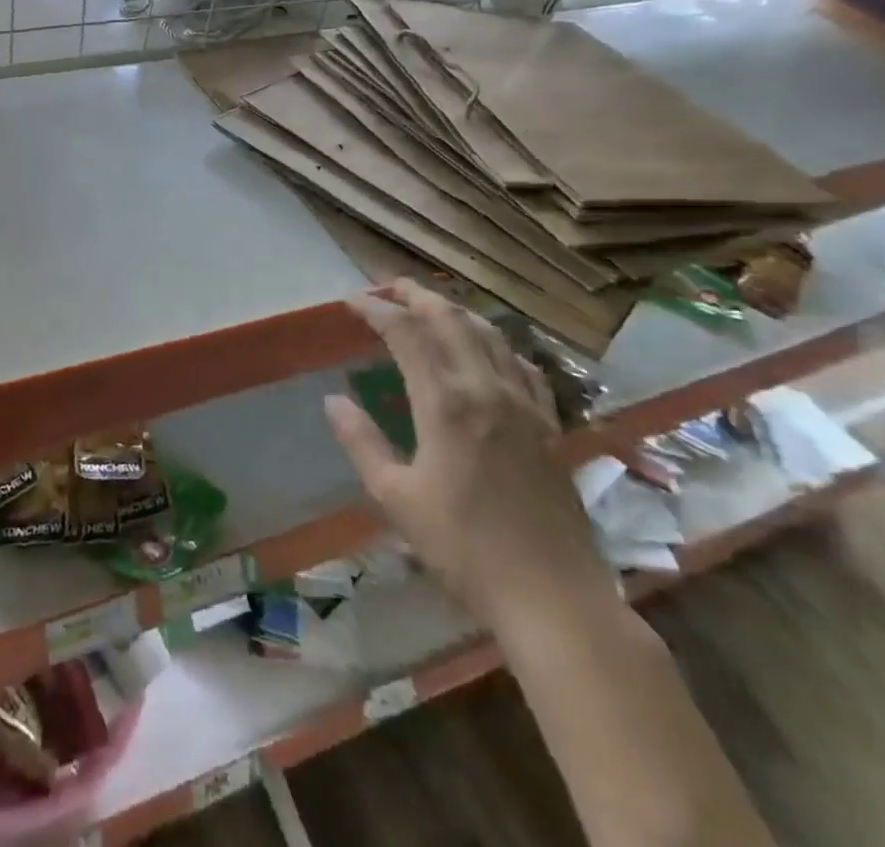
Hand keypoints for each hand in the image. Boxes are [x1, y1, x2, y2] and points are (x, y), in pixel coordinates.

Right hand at [325, 281, 607, 623]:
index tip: (350, 301)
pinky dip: (495, 343)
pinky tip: (487, 350)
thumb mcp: (396, 498)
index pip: (405, 332)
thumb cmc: (464, 550)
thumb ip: (361, 442)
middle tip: (385, 286)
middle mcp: (486, 387)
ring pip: (488, 333)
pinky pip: (522, 364)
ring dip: (453, 310)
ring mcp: (524, 403)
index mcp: (446, 402)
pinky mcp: (549, 424)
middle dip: (414, 294)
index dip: (375, 309)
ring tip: (428, 306)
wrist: (553, 597)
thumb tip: (332, 400)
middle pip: (449, 318)